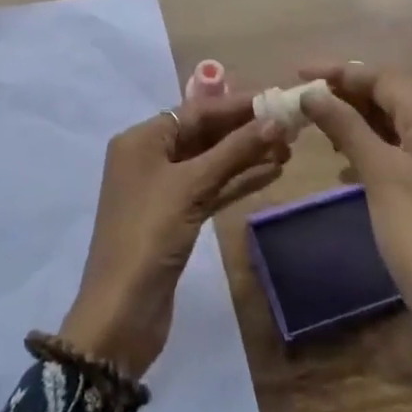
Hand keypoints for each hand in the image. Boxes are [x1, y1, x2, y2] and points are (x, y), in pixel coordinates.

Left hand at [60, 95, 288, 378]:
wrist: (122, 313)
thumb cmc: (149, 235)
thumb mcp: (191, 186)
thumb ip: (233, 151)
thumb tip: (274, 121)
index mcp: (141, 140)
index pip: (196, 111)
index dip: (237, 105)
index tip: (276, 98)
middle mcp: (149, 157)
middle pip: (203, 134)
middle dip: (244, 130)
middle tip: (289, 125)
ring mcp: (162, 190)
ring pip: (210, 162)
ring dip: (246, 155)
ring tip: (289, 148)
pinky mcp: (176, 218)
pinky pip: (211, 188)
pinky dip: (238, 181)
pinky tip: (272, 173)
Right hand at [300, 64, 411, 411]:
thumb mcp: (379, 171)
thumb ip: (345, 125)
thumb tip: (311, 92)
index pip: (382, 78)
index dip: (339, 72)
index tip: (298, 73)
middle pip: (387, 98)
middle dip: (344, 95)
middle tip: (302, 99)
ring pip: (389, 126)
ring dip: (353, 121)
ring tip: (316, 126)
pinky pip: (393, 153)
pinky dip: (366, 149)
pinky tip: (342, 165)